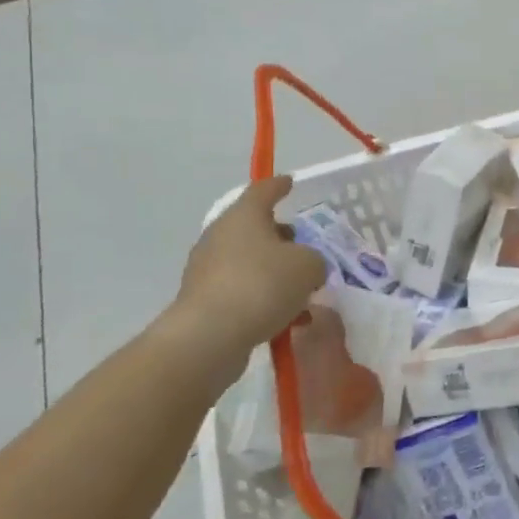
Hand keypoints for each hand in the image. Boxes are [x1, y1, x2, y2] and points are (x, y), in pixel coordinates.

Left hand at [157, 176, 327, 379]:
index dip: (279, 185)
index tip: (290, 182)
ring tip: (300, 291)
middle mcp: (220, 236)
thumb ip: (314, 260)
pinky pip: (240, 290)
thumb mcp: (308, 266)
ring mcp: (207, 268)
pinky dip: (261, 297)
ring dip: (272, 271)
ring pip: (248, 261)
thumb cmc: (262, 285)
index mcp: (244, 216)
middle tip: (303, 247)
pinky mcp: (203, 300)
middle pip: (254, 227)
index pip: (263, 191)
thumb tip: (306, 267)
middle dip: (279, 236)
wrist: (209, 336)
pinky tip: (285, 318)